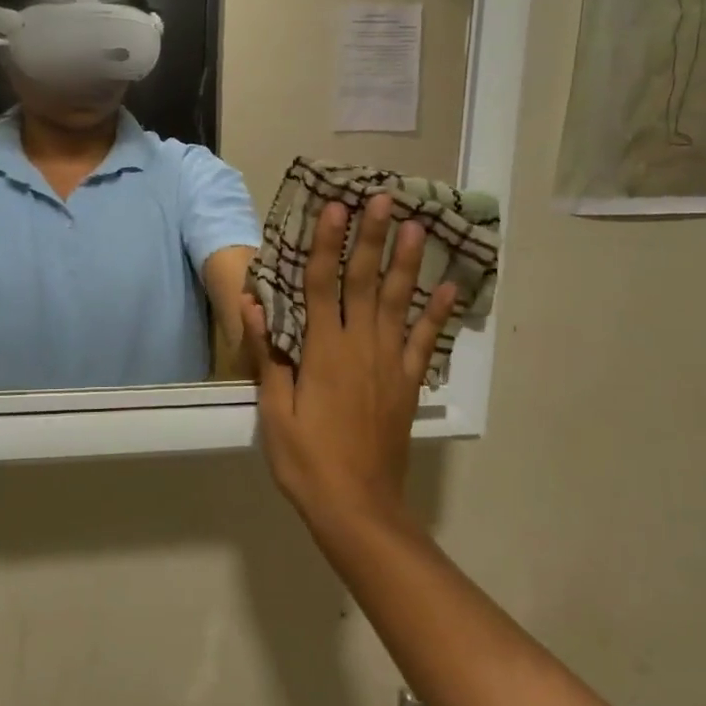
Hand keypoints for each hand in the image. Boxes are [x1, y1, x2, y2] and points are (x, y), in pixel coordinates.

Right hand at [242, 196, 455, 526]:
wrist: (358, 507)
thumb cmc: (307, 461)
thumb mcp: (274, 412)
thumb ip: (268, 357)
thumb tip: (255, 305)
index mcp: (323, 352)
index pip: (321, 285)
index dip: (326, 244)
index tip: (334, 208)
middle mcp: (360, 347)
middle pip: (365, 282)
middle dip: (372, 238)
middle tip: (383, 198)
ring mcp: (390, 364)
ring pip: (400, 303)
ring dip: (407, 263)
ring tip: (418, 226)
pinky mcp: (408, 384)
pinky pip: (426, 342)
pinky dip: (438, 315)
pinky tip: (449, 289)